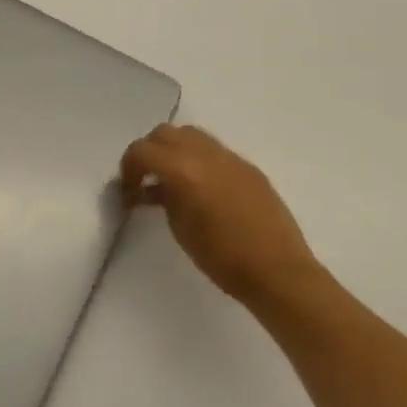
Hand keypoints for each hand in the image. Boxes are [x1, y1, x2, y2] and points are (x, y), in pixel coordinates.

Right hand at [121, 124, 324, 306]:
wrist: (279, 273)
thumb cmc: (222, 258)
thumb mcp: (180, 228)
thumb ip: (164, 197)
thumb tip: (155, 187)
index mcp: (183, 169)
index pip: (142, 150)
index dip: (128, 167)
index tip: (127, 189)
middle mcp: (205, 154)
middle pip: (165, 133)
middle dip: (150, 152)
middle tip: (146, 179)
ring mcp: (230, 158)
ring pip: (191, 135)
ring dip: (175, 150)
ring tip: (173, 180)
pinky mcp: (249, 168)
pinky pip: (215, 151)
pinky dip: (199, 160)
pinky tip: (203, 189)